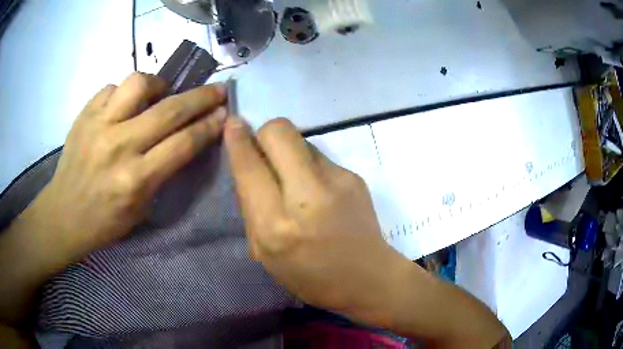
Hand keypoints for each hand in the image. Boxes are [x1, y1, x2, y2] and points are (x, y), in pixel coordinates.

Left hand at [29, 73, 226, 256]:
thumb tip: (186, 138)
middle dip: (200, 97)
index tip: (224, 112)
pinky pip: (112, 88)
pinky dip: (124, 93)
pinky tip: (125, 105)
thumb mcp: (142, 208)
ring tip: (160, 93)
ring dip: (158, 85)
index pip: (183, 143)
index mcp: (135, 180)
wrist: (64, 214)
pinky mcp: (84, 115)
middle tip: (216, 90)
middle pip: (169, 110)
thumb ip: (164, 171)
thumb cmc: (105, 221)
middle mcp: (118, 147)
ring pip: (138, 84)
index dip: (209, 125)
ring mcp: (98, 126)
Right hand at [225, 117, 509, 346]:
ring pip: (304, 141)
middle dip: (268, 132)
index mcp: (279, 221)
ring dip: (294, 153)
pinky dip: (315, 168)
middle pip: (281, 131)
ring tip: (301, 185)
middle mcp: (309, 194)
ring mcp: (340, 183)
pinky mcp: (359, 180)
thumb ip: (258, 204)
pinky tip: (325, 196)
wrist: (374, 286)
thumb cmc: (317, 280)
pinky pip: (323, 159)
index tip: (235, 122)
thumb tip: (253, 161)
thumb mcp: (270, 254)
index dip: (241, 136)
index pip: (253, 156)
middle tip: (266, 148)